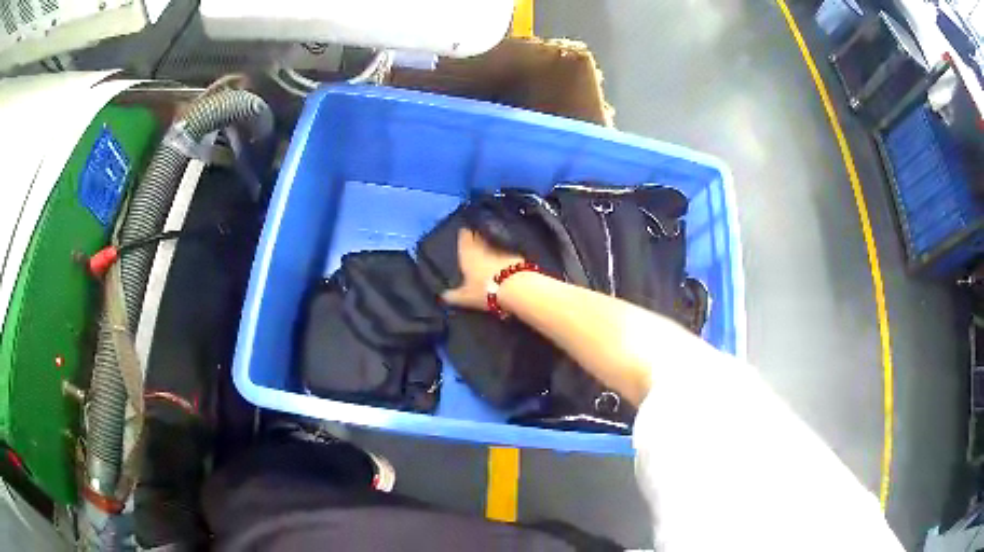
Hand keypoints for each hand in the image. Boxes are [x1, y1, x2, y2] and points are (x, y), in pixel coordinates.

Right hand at [441, 228, 523, 309]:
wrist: (516, 288)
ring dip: (491, 246)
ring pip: (493, 245)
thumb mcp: (465, 297)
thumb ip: (453, 296)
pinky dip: (504, 256)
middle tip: (475, 237)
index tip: (463, 231)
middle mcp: (484, 248)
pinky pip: (507, 253)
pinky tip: (505, 262)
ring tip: (489, 250)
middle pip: (479, 239)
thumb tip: (443, 296)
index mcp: (468, 254)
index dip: (464, 234)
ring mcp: (501, 251)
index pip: (464, 238)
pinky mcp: (516, 256)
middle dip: (477, 238)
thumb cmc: (485, 290)